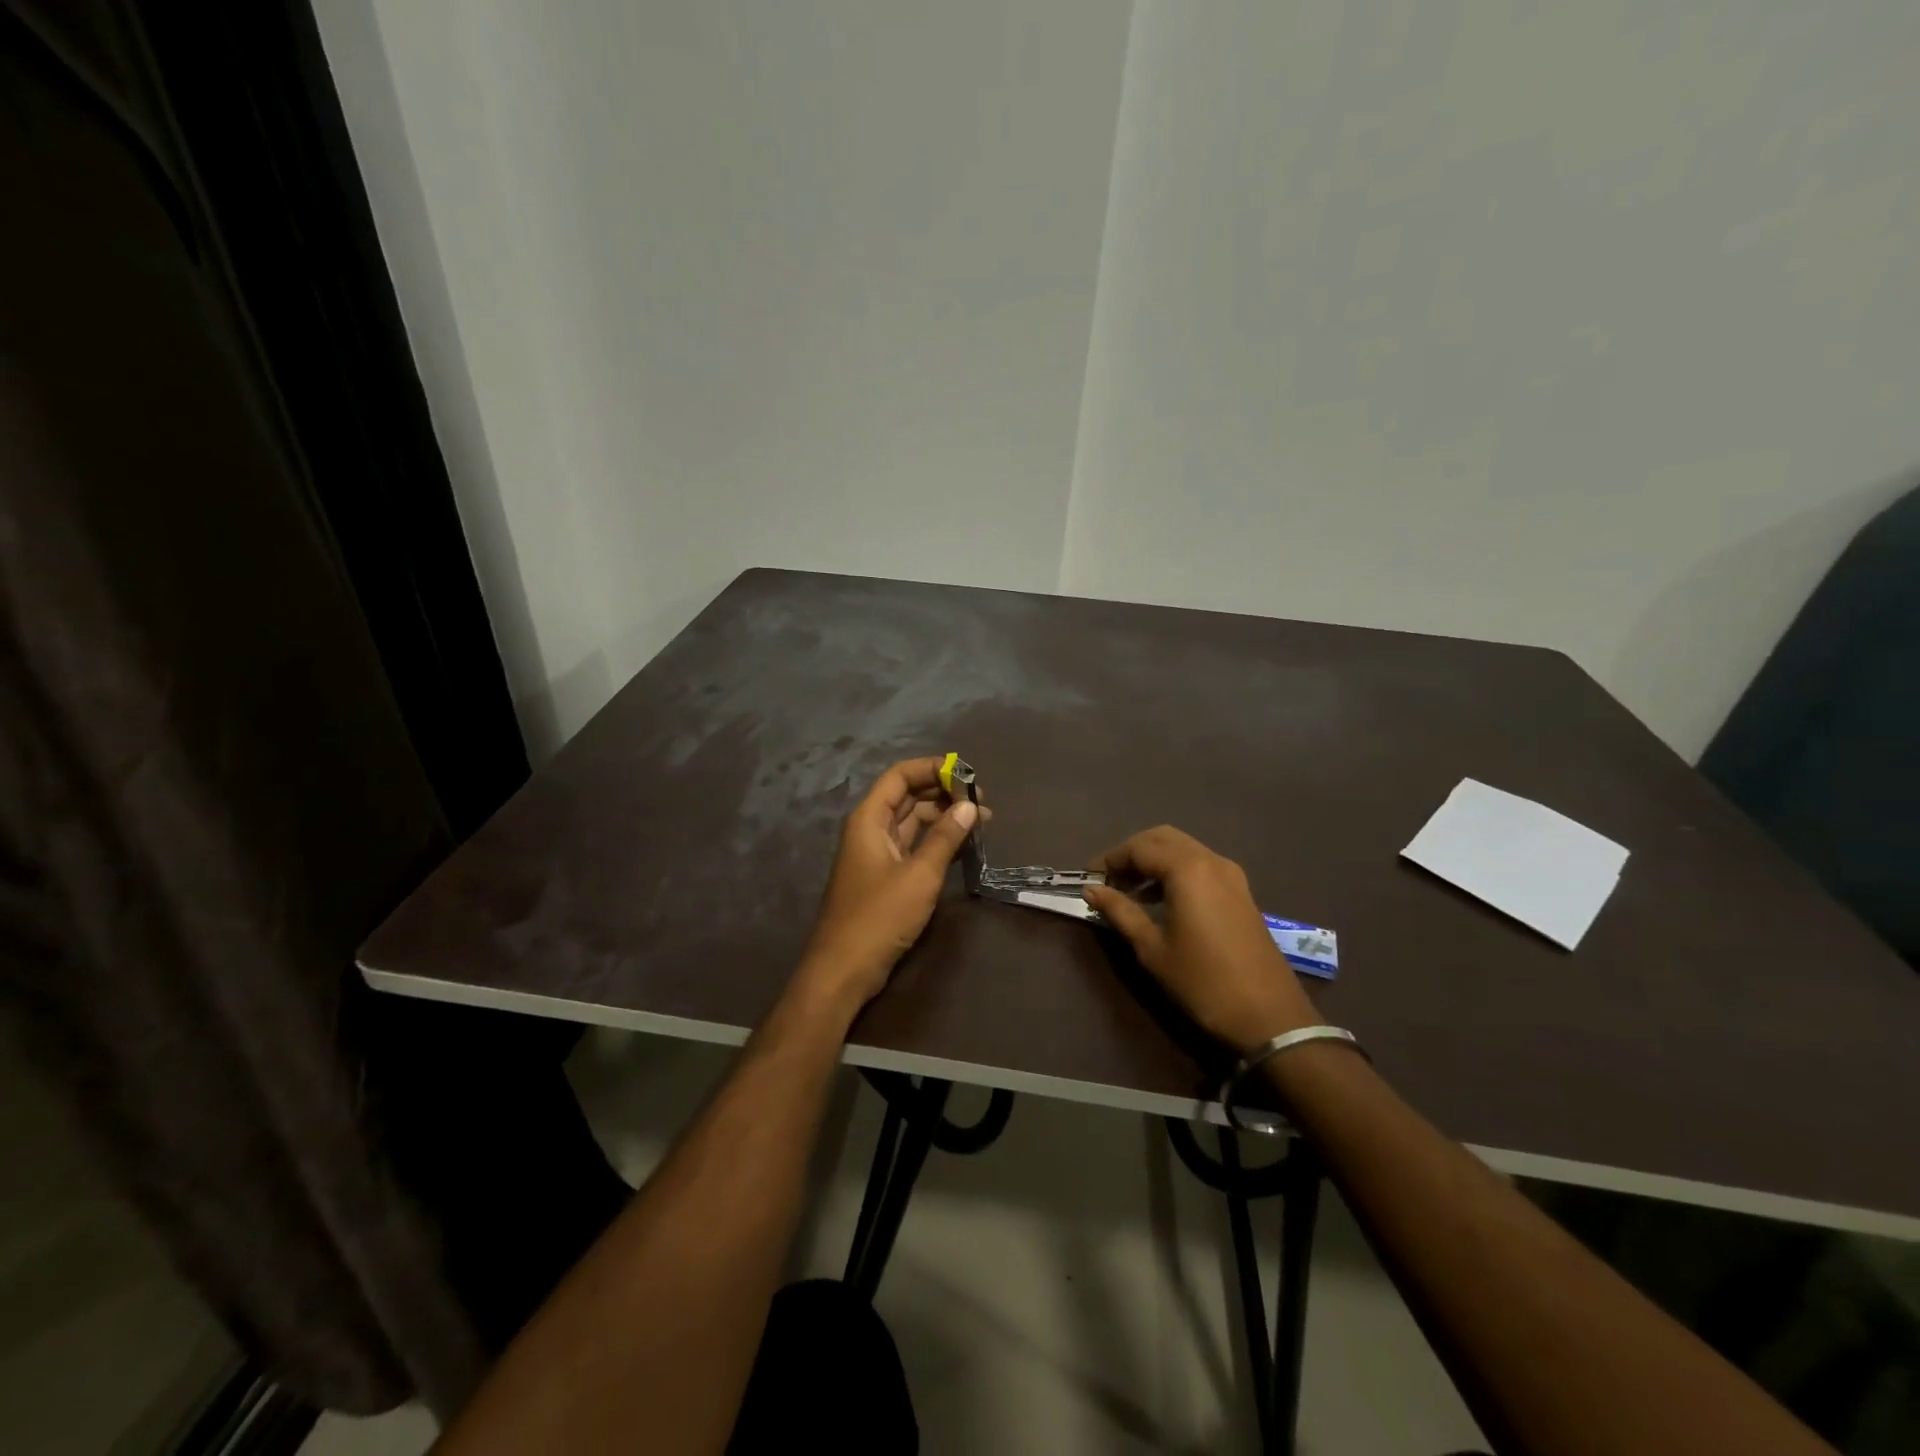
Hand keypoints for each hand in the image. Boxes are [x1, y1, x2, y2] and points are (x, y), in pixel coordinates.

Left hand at [797, 757, 978, 1012]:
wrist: (844, 968)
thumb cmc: (879, 916)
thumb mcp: (919, 875)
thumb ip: (945, 837)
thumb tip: (970, 806)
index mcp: (870, 819)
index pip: (900, 776)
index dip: (932, 768)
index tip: (966, 774)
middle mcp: (871, 829)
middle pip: (908, 796)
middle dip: (944, 793)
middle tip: (981, 802)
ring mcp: (878, 853)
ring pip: (913, 821)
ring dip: (944, 817)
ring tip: (981, 821)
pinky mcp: (886, 876)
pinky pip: (914, 845)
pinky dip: (937, 840)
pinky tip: (963, 844)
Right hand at [1085, 826, 1319, 1055]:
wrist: (1269, 1016)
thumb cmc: (1202, 981)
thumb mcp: (1152, 948)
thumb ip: (1120, 911)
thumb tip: (1091, 890)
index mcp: (1187, 869)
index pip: (1138, 847)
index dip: (1110, 859)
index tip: (1089, 879)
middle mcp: (1211, 860)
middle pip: (1162, 838)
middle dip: (1132, 853)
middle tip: (1110, 880)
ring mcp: (1231, 874)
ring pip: (1184, 849)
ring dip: (1154, 861)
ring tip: (1130, 892)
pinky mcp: (1241, 891)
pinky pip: (1201, 865)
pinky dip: (1176, 871)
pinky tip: (1162, 901)